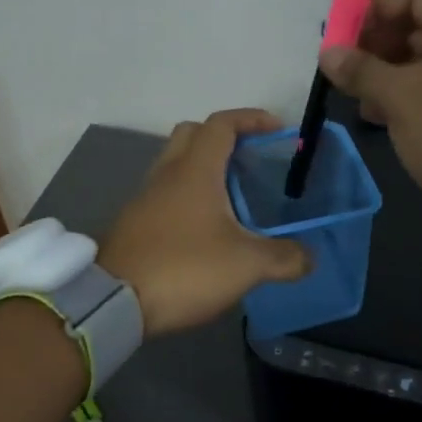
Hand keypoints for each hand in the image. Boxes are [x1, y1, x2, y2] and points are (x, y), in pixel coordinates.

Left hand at [98, 109, 311, 336]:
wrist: (112, 302)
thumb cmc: (184, 268)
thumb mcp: (246, 265)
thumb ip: (284, 257)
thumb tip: (310, 257)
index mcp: (195, 169)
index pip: (222, 123)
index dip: (251, 119)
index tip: (277, 130)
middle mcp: (167, 173)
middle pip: (192, 133)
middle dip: (223, 136)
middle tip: (250, 158)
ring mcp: (146, 197)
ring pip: (175, 163)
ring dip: (204, 167)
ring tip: (233, 195)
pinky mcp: (135, 222)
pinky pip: (165, 192)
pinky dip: (188, 194)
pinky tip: (206, 226)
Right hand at [320, 0, 421, 222]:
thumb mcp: (401, 98)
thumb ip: (361, 70)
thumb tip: (329, 52)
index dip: (374, 9)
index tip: (343, 36)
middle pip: (419, 25)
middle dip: (378, 44)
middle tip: (347, 71)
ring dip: (389, 74)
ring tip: (360, 100)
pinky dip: (411, 95)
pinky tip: (385, 118)